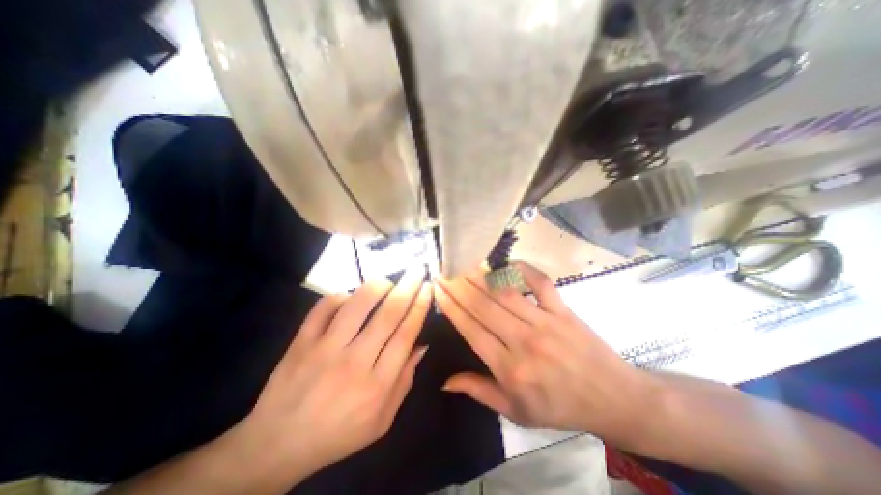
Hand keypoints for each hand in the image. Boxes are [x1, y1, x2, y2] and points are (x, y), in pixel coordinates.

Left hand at [241, 267, 431, 475]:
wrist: (277, 444)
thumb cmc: (338, 433)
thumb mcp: (382, 420)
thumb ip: (405, 381)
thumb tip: (421, 345)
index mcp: (377, 384)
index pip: (406, 334)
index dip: (420, 306)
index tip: (428, 288)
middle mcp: (353, 362)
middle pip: (388, 314)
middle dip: (407, 287)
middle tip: (417, 270)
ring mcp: (324, 349)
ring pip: (357, 304)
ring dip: (378, 286)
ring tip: (388, 281)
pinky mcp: (301, 341)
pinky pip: (325, 306)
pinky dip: (342, 295)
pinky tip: (351, 297)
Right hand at [436, 264, 652, 443]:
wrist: (613, 398)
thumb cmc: (559, 407)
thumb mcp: (516, 411)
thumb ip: (479, 391)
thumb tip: (445, 381)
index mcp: (510, 368)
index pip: (471, 330)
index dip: (451, 307)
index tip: (438, 289)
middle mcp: (524, 341)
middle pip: (483, 306)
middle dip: (459, 286)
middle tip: (444, 270)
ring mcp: (545, 321)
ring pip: (505, 292)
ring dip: (481, 276)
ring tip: (464, 264)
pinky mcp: (563, 309)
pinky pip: (540, 283)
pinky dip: (524, 269)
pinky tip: (507, 263)